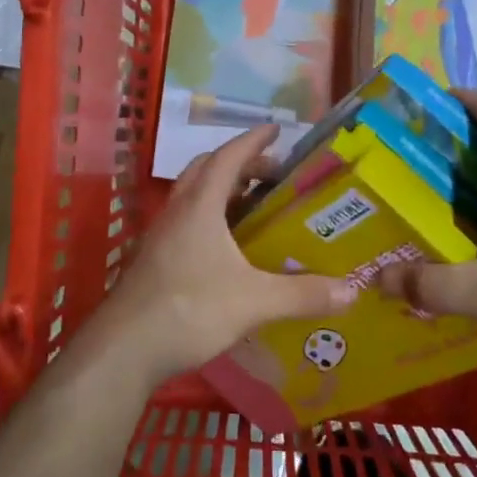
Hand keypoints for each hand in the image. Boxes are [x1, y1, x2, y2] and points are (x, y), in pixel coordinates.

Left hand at [85, 124, 354, 387]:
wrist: (124, 349)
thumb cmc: (189, 310)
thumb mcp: (254, 301)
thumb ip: (303, 294)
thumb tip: (352, 291)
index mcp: (200, 206)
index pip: (228, 157)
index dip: (253, 140)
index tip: (277, 128)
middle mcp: (177, 212)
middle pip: (207, 171)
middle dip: (240, 165)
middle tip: (272, 175)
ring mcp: (160, 237)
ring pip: (193, 198)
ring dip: (223, 193)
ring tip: (255, 210)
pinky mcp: (153, 261)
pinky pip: (186, 225)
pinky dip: (211, 222)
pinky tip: (229, 252)